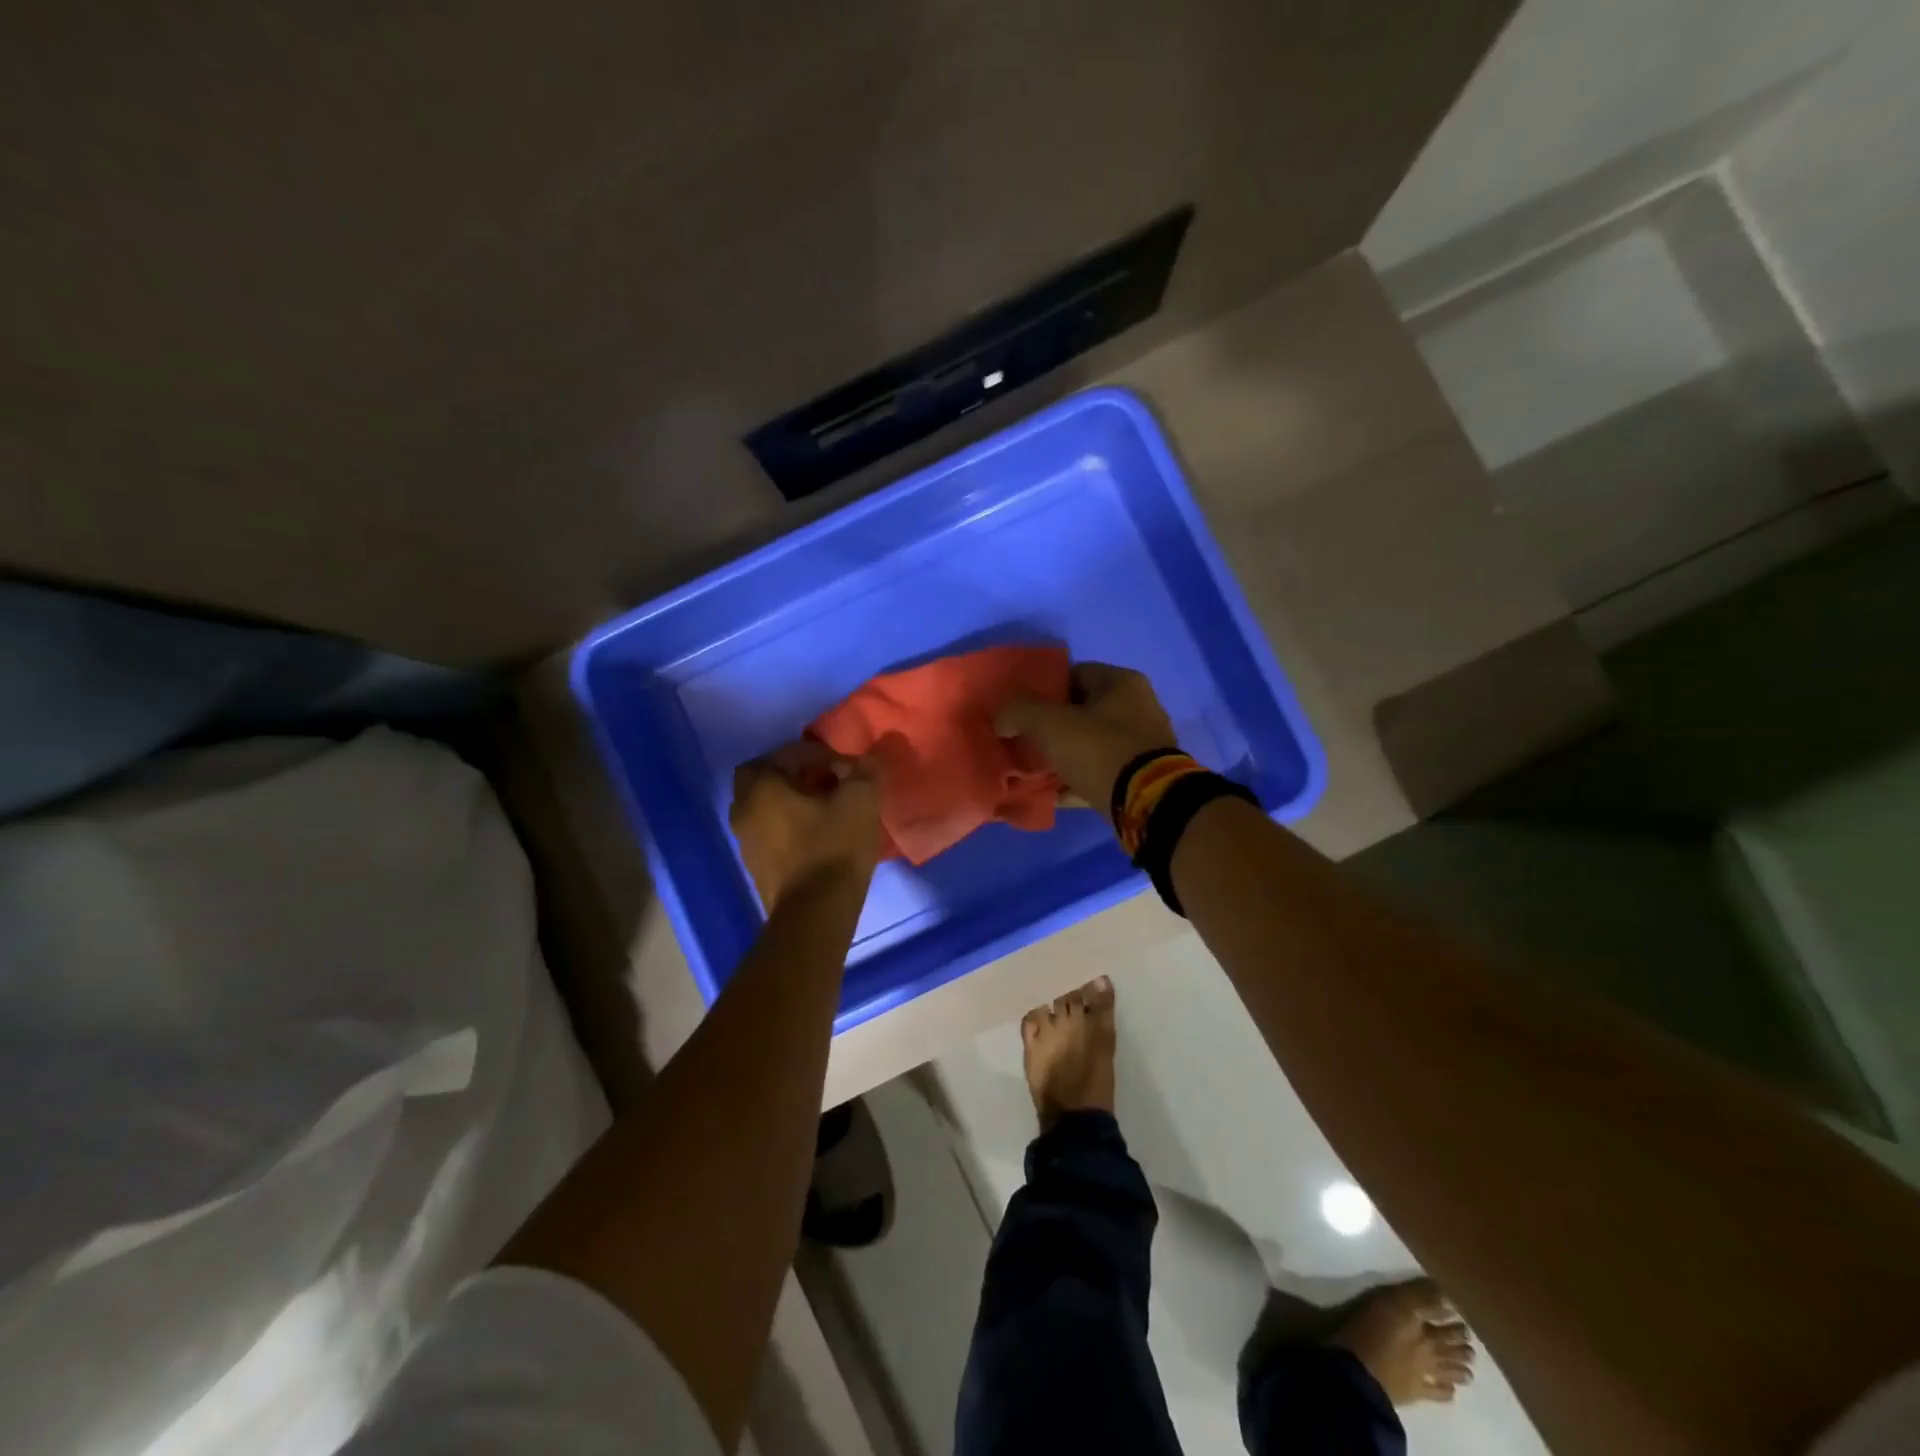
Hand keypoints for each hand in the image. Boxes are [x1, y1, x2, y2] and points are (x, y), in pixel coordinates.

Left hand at [730, 742, 882, 911]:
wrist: (816, 914)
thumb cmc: (833, 848)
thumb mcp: (861, 801)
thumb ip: (865, 771)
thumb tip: (868, 761)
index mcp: (762, 786)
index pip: (787, 753)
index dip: (820, 754)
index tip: (847, 768)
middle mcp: (744, 809)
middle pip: (765, 777)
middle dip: (795, 773)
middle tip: (826, 780)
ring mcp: (746, 841)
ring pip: (765, 805)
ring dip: (791, 800)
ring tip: (826, 808)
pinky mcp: (756, 866)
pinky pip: (770, 831)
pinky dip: (789, 824)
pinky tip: (818, 834)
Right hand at [994, 662, 1178, 815]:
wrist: (1148, 805)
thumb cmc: (1101, 751)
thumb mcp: (1051, 724)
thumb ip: (1019, 712)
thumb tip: (1000, 717)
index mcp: (1122, 683)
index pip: (1074, 674)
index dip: (1044, 690)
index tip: (1020, 710)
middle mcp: (1138, 707)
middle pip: (1082, 711)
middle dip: (1052, 726)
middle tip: (1024, 741)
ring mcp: (1142, 745)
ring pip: (1090, 745)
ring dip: (1064, 755)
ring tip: (1033, 770)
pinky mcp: (1141, 778)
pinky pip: (1099, 773)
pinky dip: (1077, 781)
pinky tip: (1053, 794)